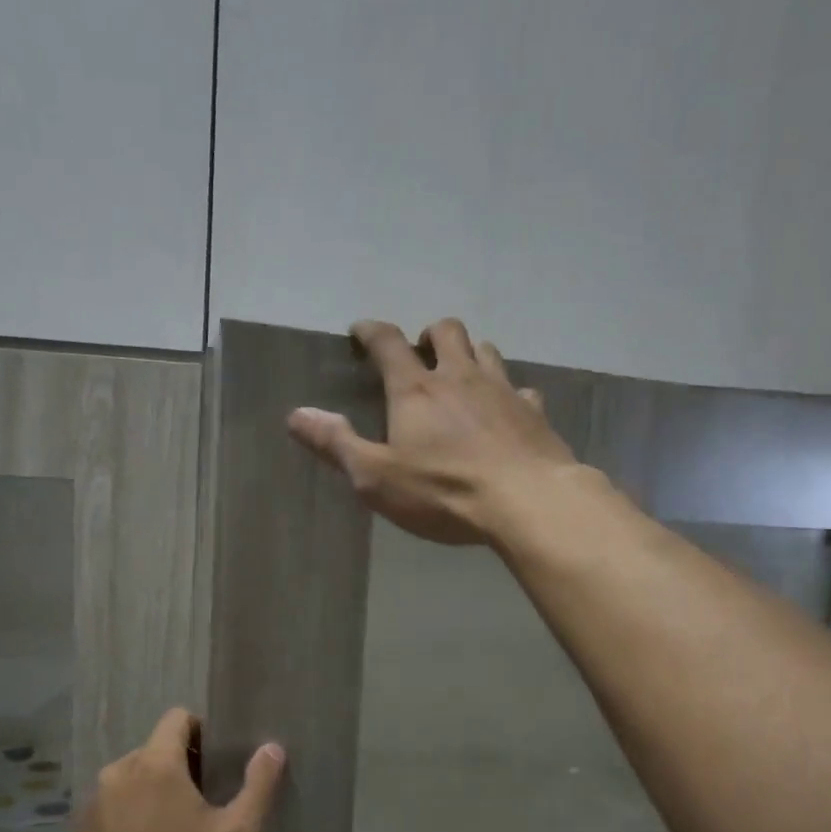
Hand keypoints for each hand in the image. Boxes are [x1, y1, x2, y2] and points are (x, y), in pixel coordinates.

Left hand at [72, 709, 284, 831]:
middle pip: (155, 748)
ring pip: (132, 777)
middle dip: (181, 764)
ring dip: (154, 789)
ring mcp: (93, 802)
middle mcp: (118, 772)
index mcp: (155, 763)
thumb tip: (272, 747)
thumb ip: (259, 784)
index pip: (177, 718)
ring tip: (175, 829)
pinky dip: (131, 813)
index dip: (203, 733)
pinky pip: (113, 804)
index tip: (218, 765)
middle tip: (205, 803)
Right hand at [287, 318, 579, 545]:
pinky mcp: (534, 412)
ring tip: (461, 373)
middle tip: (421, 351)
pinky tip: (507, 411)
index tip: (361, 330)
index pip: (388, 343)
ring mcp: (502, 390)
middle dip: (429, 334)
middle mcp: (460, 377)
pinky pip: (521, 389)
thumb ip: (337, 444)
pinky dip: (509, 393)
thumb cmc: (444, 491)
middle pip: (447, 331)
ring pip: (487, 350)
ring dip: (470, 353)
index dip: (371, 331)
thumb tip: (296, 415)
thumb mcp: (377, 478)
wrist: (527, 501)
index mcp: (416, 390)